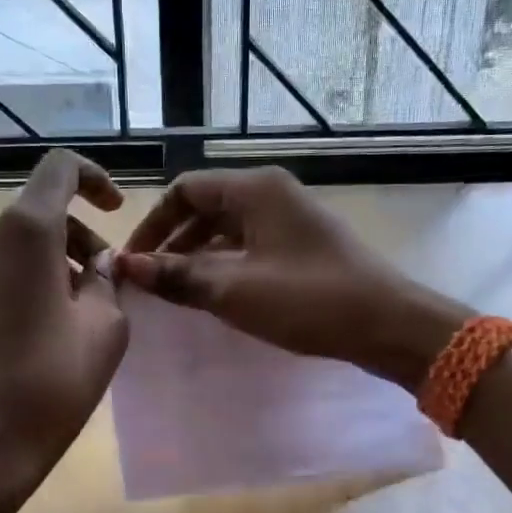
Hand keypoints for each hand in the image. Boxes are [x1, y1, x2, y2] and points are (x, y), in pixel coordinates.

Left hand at [0, 150, 127, 491]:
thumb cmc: (50, 384)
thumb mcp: (106, 329)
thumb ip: (106, 281)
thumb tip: (95, 266)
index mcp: (25, 232)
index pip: (60, 169)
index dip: (94, 179)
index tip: (115, 210)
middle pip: (37, 215)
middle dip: (76, 241)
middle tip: (100, 287)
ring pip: (11, 249)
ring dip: (45, 267)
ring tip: (67, 318)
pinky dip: (13, 289)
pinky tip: (26, 339)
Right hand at [115, 167, 471, 388]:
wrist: (387, 324)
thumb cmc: (307, 300)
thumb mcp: (234, 290)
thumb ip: (177, 275)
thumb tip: (124, 265)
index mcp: (254, 189)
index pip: (184, 190)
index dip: (152, 224)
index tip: (132, 262)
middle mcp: (271, 193)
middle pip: (205, 207)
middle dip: (172, 241)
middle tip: (149, 281)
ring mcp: (290, 218)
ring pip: (227, 228)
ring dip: (197, 256)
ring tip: (176, 292)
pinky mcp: (302, 245)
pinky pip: (250, 245)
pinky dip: (225, 265)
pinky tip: (215, 295)